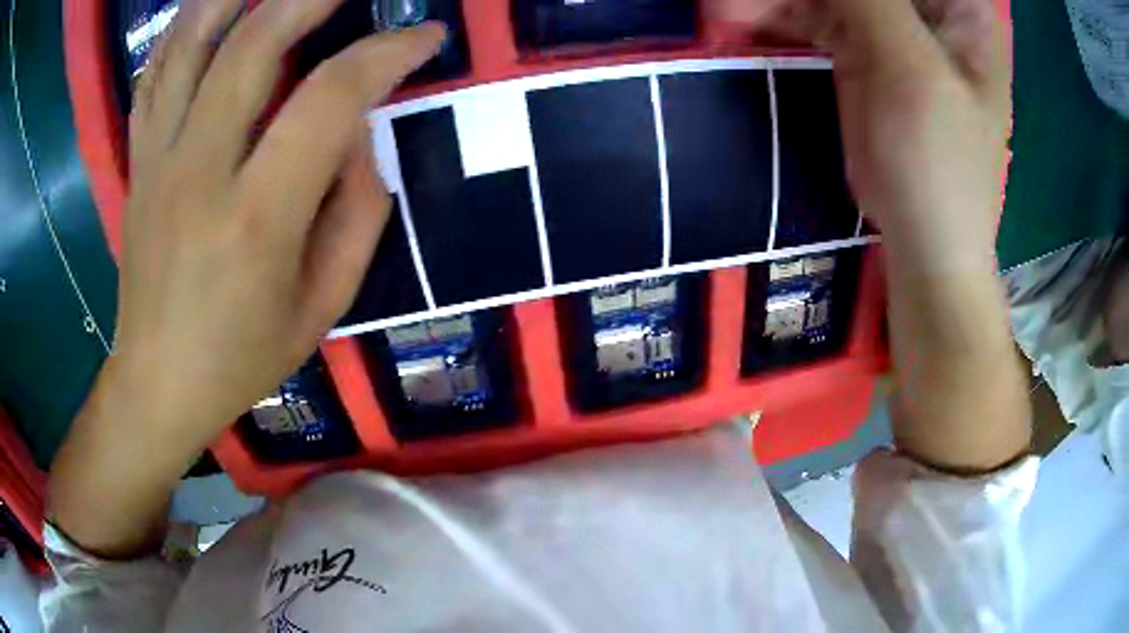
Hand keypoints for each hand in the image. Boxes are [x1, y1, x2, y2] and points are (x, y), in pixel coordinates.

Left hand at [113, 0, 443, 446]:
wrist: (158, 382)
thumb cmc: (242, 357)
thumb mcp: (324, 305)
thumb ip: (358, 211)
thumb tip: (359, 133)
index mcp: (256, 217)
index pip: (331, 98)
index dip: (386, 54)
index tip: (423, 38)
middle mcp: (198, 171)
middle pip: (254, 44)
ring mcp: (157, 160)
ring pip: (192, 43)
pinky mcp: (137, 161)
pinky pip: (154, 74)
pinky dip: (184, 27)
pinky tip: (212, 10)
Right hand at [720, 0, 1028, 471]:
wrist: (925, 248)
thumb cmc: (939, 169)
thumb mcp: (913, 73)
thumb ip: (870, 1)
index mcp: (959, 9)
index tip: (816, 0)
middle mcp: (926, 9)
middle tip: (741, 5)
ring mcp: (891, 26)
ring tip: (731, 14)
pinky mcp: (859, 49)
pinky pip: (813, 12)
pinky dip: (778, 13)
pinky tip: (743, 21)